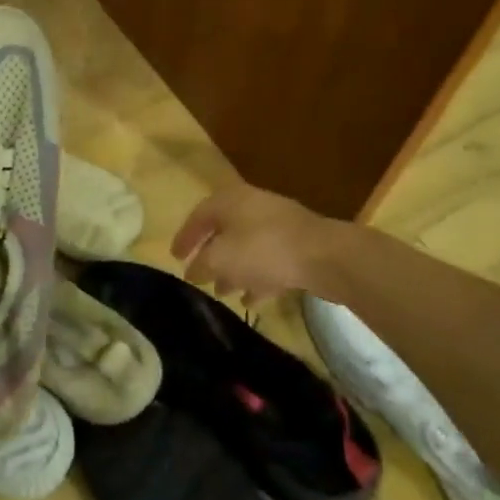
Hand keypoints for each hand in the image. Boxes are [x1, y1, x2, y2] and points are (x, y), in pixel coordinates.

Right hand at [170, 183, 348, 302]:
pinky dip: (256, 278)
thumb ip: (200, 265)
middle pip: (223, 231)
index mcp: (231, 200)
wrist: (324, 256)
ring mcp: (278, 226)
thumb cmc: (262, 250)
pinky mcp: (298, 246)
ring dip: (233, 270)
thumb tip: (192, 271)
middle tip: (198, 275)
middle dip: (210, 256)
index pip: (198, 215)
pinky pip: (268, 261)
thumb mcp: (220, 259)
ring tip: (222, 292)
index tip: (174, 257)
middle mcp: (253, 207)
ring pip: (246, 248)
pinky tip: (250, 299)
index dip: (184, 237)